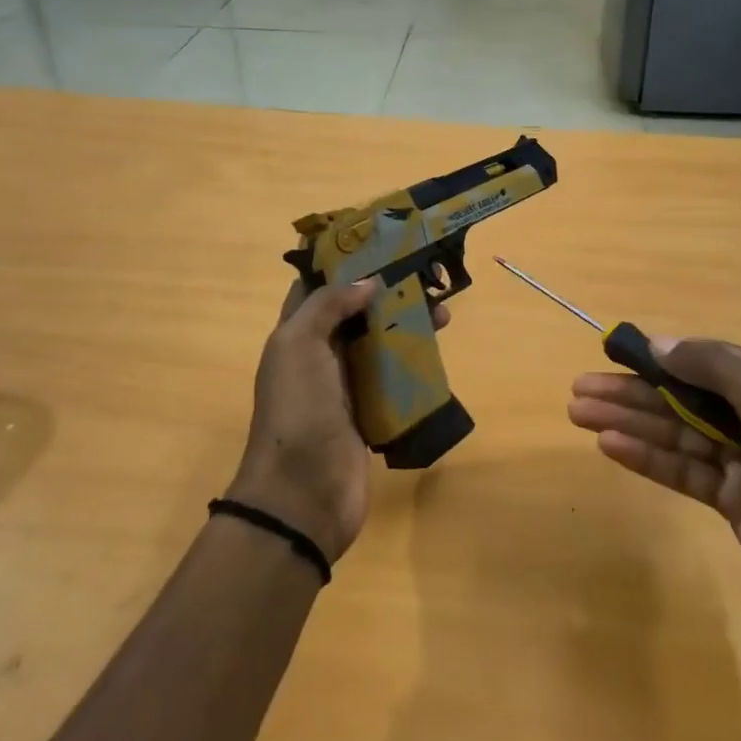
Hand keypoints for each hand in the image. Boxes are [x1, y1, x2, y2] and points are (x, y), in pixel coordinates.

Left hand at [228, 279, 447, 566]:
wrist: (302, 496)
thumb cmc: (297, 412)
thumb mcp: (299, 346)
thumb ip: (328, 306)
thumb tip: (367, 281)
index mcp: (295, 335)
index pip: (317, 288)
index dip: (344, 264)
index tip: (381, 243)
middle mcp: (319, 356)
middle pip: (356, 314)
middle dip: (387, 293)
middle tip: (426, 278)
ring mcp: (346, 387)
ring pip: (379, 345)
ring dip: (408, 326)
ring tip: (444, 314)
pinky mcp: (370, 414)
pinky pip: (394, 380)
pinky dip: (414, 365)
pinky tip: (438, 354)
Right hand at [569, 340, 740, 674]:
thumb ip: (715, 367)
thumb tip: (658, 342)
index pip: (705, 362)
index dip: (657, 357)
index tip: (612, 354)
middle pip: (683, 398)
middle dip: (632, 393)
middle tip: (579, 392)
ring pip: (677, 435)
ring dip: (630, 423)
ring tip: (580, 415)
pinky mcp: (736, 506)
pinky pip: (684, 472)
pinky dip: (649, 458)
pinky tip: (611, 447)